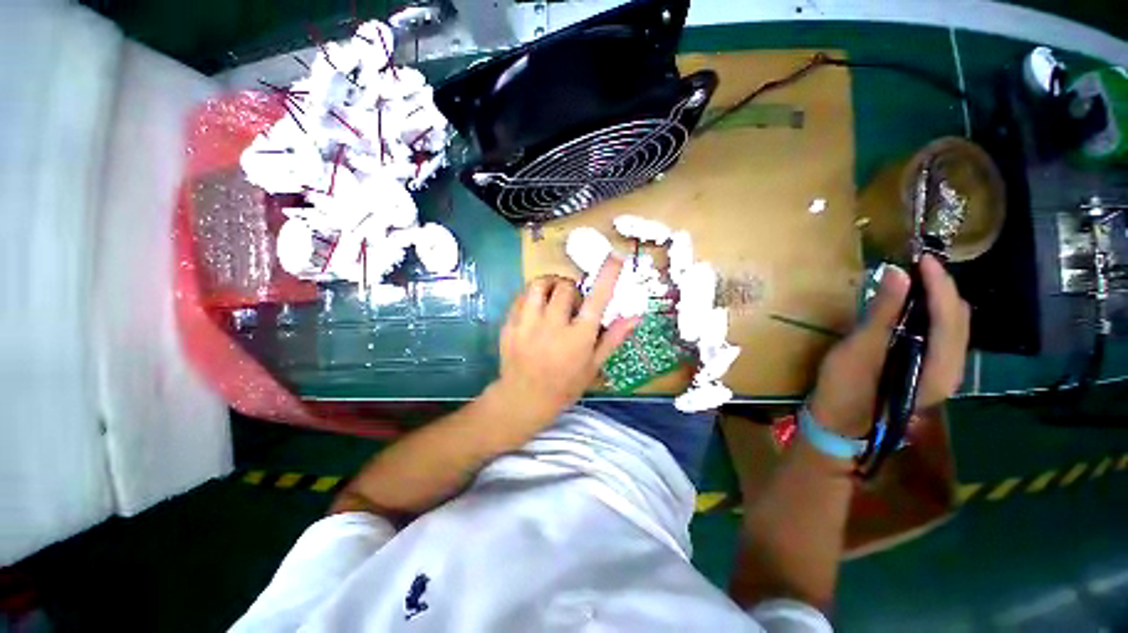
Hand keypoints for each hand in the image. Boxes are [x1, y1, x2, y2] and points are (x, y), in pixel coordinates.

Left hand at [492, 256, 639, 425]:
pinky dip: (532, 296)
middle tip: (572, 303)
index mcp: (579, 338)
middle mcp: (553, 326)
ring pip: (539, 285)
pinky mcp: (510, 325)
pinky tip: (536, 308)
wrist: (524, 398)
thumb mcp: (594, 365)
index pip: (597, 300)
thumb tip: (635, 315)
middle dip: (572, 289)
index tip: (615, 257)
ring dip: (551, 285)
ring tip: (553, 296)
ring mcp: (528, 324)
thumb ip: (613, 337)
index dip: (608, 276)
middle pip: (565, 287)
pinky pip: (521, 297)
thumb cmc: (565, 385)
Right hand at [808, 255, 969, 435]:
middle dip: (941, 288)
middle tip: (915, 266)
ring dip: (936, 300)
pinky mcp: (927, 371)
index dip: (938, 282)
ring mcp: (941, 372)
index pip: (950, 314)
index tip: (921, 257)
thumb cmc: (846, 389)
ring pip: (952, 326)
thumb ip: (882, 313)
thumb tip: (897, 273)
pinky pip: (940, 335)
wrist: (840, 424)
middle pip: (958, 318)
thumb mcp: (859, 351)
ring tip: (913, 281)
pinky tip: (910, 308)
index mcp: (939, 366)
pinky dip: (929, 315)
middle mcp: (951, 369)